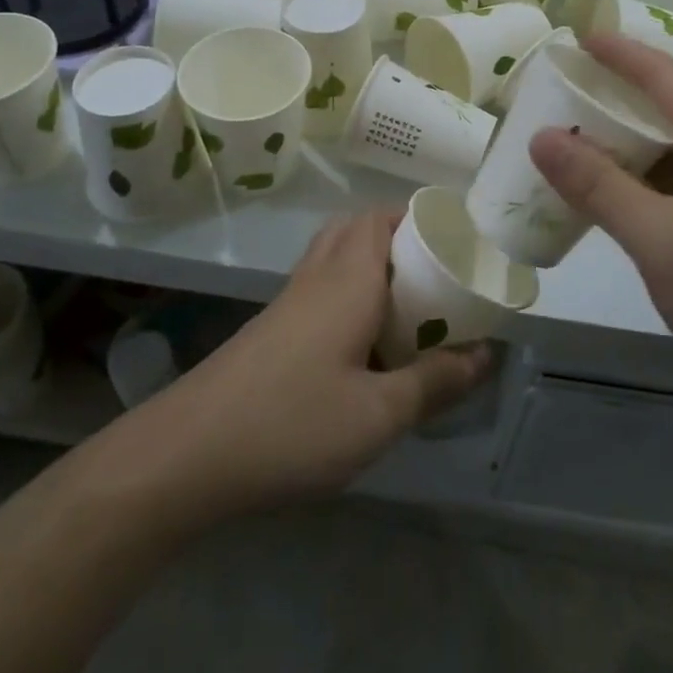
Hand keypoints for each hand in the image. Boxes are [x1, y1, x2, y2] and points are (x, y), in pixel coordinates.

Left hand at [128, 210, 493, 520]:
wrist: (187, 454)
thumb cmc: (293, 424)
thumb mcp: (379, 414)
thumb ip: (436, 381)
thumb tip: (486, 353)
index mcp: (349, 278)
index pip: (383, 217)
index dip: (420, 218)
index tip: (455, 243)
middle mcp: (318, 275)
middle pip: (358, 228)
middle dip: (399, 238)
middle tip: (435, 275)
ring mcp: (289, 301)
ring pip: (335, 255)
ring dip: (372, 263)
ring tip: (407, 305)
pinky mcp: (271, 328)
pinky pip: (319, 286)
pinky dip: (348, 291)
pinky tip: (362, 341)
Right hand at [529, 34, 672, 436]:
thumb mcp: (661, 237)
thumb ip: (599, 185)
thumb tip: (540, 136)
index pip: (666, 76)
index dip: (621, 52)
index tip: (577, 36)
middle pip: (667, 103)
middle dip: (616, 89)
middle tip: (564, 84)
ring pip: (665, 145)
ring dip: (621, 135)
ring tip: (571, 131)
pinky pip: (665, 182)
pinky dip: (629, 176)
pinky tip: (598, 191)